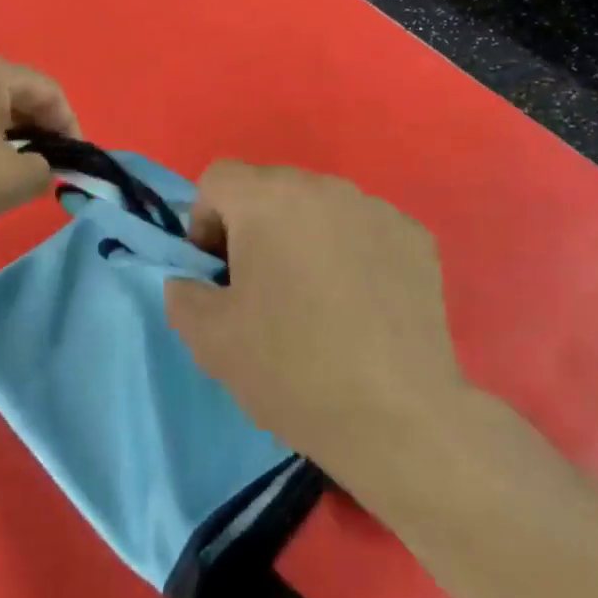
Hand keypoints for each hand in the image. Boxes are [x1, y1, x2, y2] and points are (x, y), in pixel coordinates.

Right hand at [164, 163, 469, 496]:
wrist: (396, 418)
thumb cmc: (291, 369)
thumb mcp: (207, 337)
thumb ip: (182, 292)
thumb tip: (193, 280)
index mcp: (269, 199)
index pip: (218, 179)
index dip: (204, 223)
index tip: (217, 274)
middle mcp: (326, 188)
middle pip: (271, 189)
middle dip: (254, 229)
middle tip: (260, 289)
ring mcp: (378, 210)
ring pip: (320, 209)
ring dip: (303, 239)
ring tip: (315, 300)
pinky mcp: (416, 239)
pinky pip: (364, 231)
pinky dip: (350, 253)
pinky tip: (360, 305)